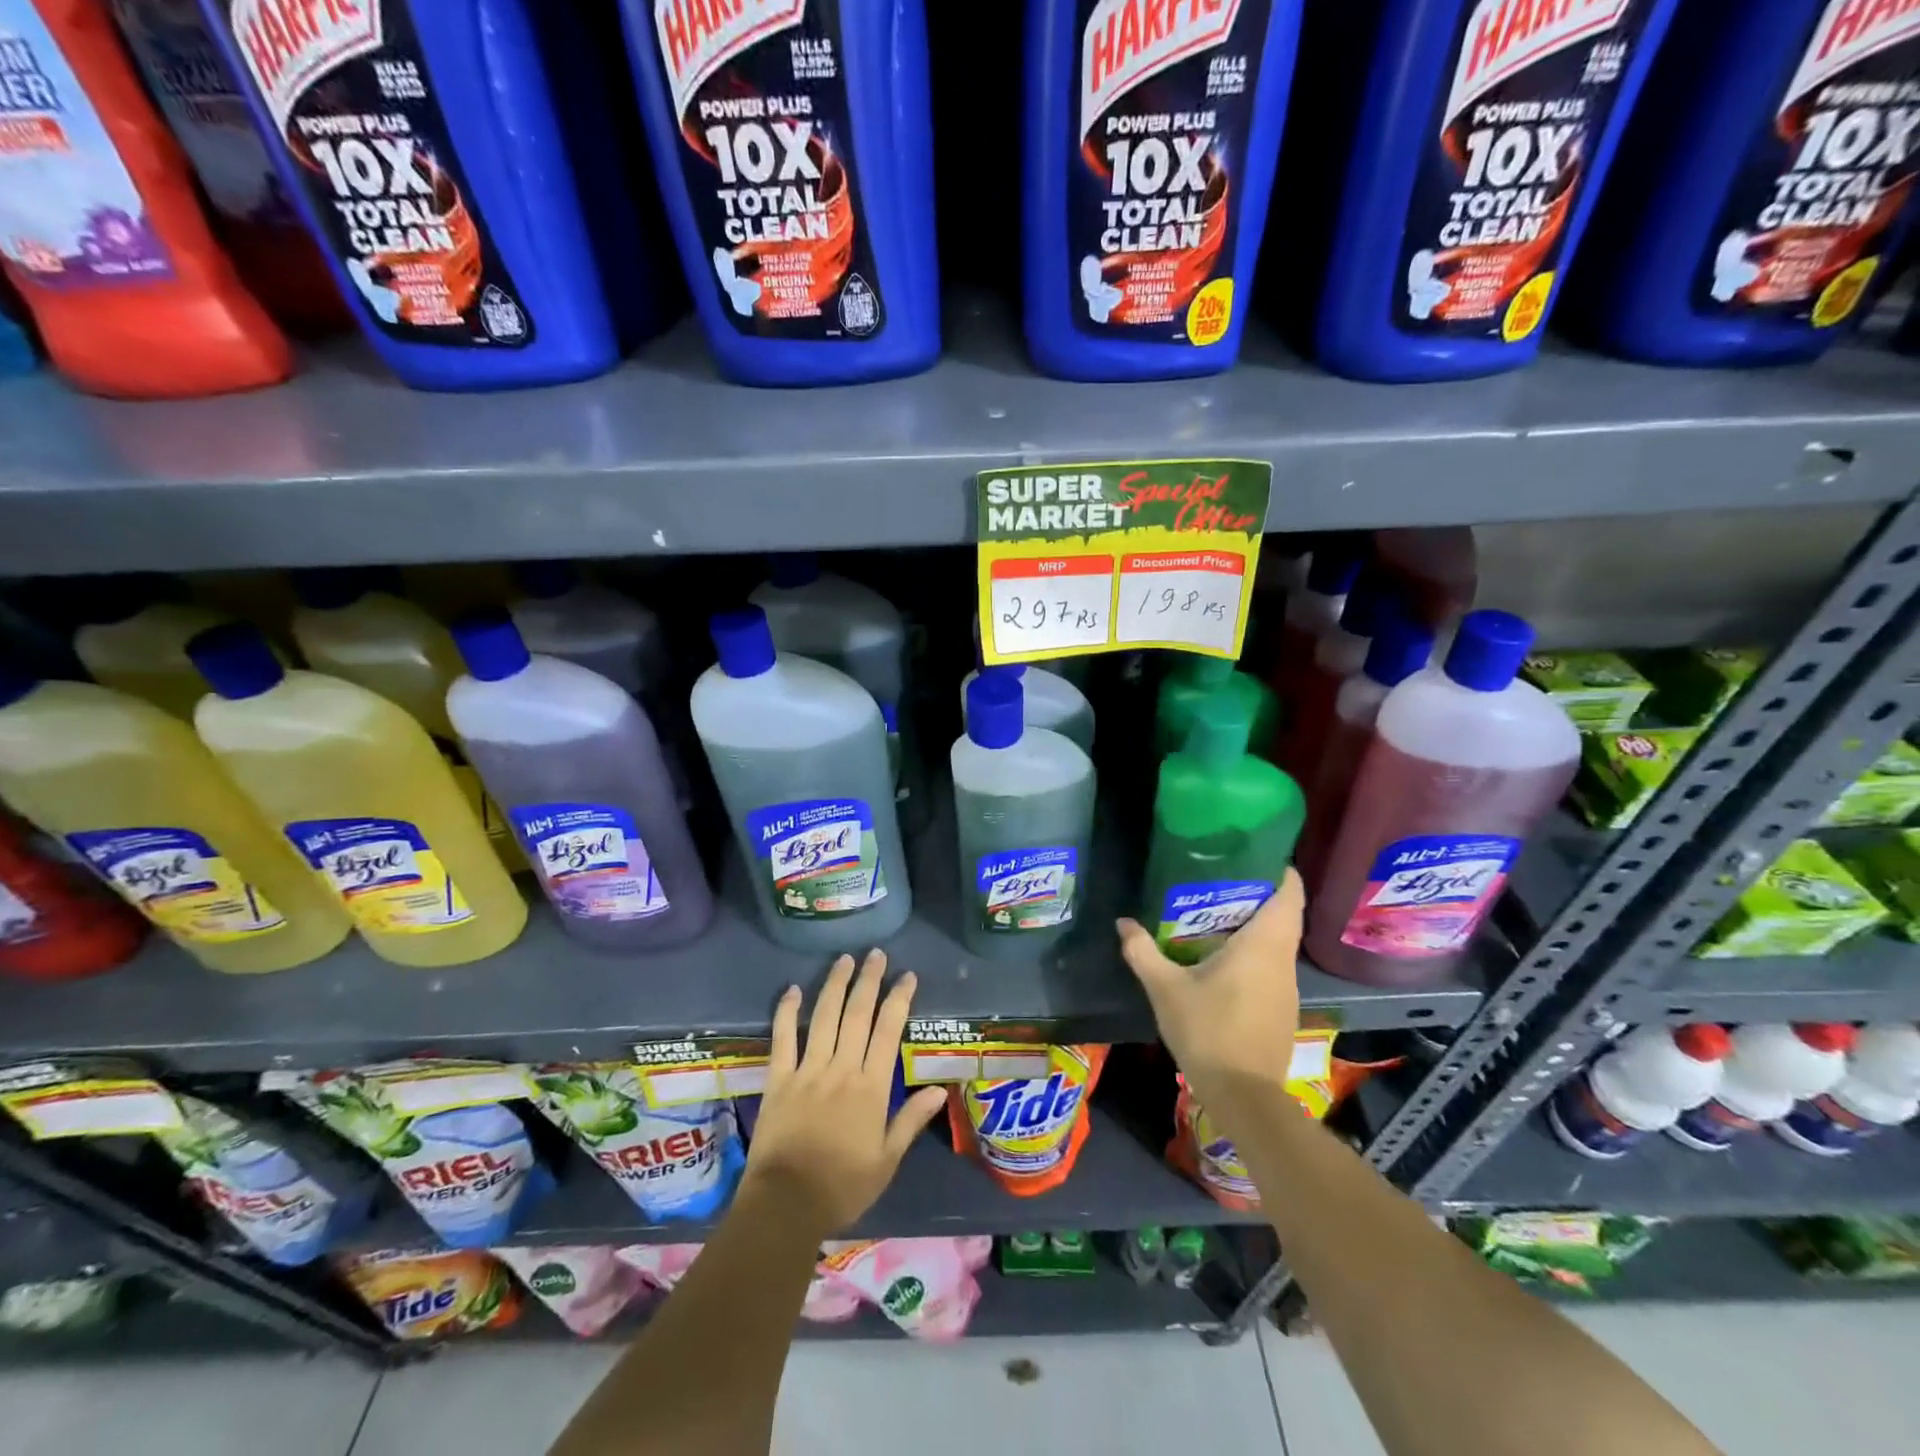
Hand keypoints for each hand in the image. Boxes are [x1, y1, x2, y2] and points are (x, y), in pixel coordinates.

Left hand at [741, 949, 947, 1238]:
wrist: (786, 1204)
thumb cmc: (842, 1186)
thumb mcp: (887, 1161)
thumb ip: (911, 1121)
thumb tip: (939, 1089)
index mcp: (871, 1087)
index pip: (889, 1031)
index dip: (899, 999)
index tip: (907, 976)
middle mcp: (841, 1069)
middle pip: (857, 1014)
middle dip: (869, 981)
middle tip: (876, 954)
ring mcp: (807, 1070)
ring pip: (823, 1017)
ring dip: (835, 985)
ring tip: (844, 959)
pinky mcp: (779, 1079)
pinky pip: (782, 1038)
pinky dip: (786, 1012)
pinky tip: (792, 989)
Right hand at [1116, 869, 1303, 1107]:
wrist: (1243, 1096)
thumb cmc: (1208, 1030)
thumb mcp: (1165, 988)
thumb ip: (1143, 951)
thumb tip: (1123, 922)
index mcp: (1263, 944)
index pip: (1289, 893)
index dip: (1277, 869)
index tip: (1253, 854)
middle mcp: (1282, 959)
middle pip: (1283, 914)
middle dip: (1256, 893)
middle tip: (1217, 879)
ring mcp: (1286, 986)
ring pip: (1277, 941)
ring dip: (1253, 924)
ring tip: (1214, 913)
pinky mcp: (1281, 1008)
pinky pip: (1272, 964)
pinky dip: (1253, 951)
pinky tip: (1221, 959)